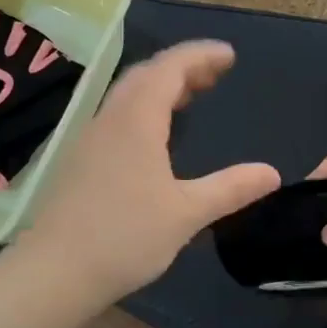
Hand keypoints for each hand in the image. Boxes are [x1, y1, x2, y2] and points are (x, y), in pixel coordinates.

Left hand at [23, 40, 278, 304]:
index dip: (200, 56)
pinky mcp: (80, 161)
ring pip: (128, 96)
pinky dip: (145, 110)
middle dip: (183, 68)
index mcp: (136, 121)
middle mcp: (110, 120)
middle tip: (215, 75)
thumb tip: (272, 174)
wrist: (54, 272)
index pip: (169, 68)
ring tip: (192, 97)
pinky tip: (156, 137)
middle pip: (146, 75)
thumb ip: (230, 189)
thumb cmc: (125, 237)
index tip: (229, 55)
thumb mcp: (186, 213)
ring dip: (161, 88)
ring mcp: (90, 140)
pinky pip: (118, 117)